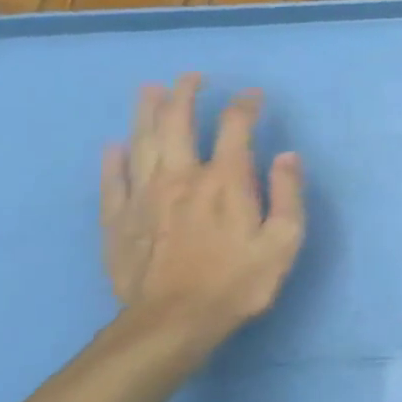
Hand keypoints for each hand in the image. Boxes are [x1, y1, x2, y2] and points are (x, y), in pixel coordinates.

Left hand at [100, 74, 305, 347]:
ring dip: (146, 113)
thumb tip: (287, 155)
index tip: (253, 95)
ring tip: (148, 90)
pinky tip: (113, 146)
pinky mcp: (118, 222)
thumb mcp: (284, 240)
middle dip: (184, 95)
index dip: (245, 105)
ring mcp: (144, 198)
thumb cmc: (239, 282)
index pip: (235, 127)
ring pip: (142, 144)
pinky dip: (113, 161)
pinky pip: (113, 182)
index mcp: (225, 181)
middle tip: (190, 77)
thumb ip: (288, 194)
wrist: (173, 324)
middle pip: (178, 124)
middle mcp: (182, 178)